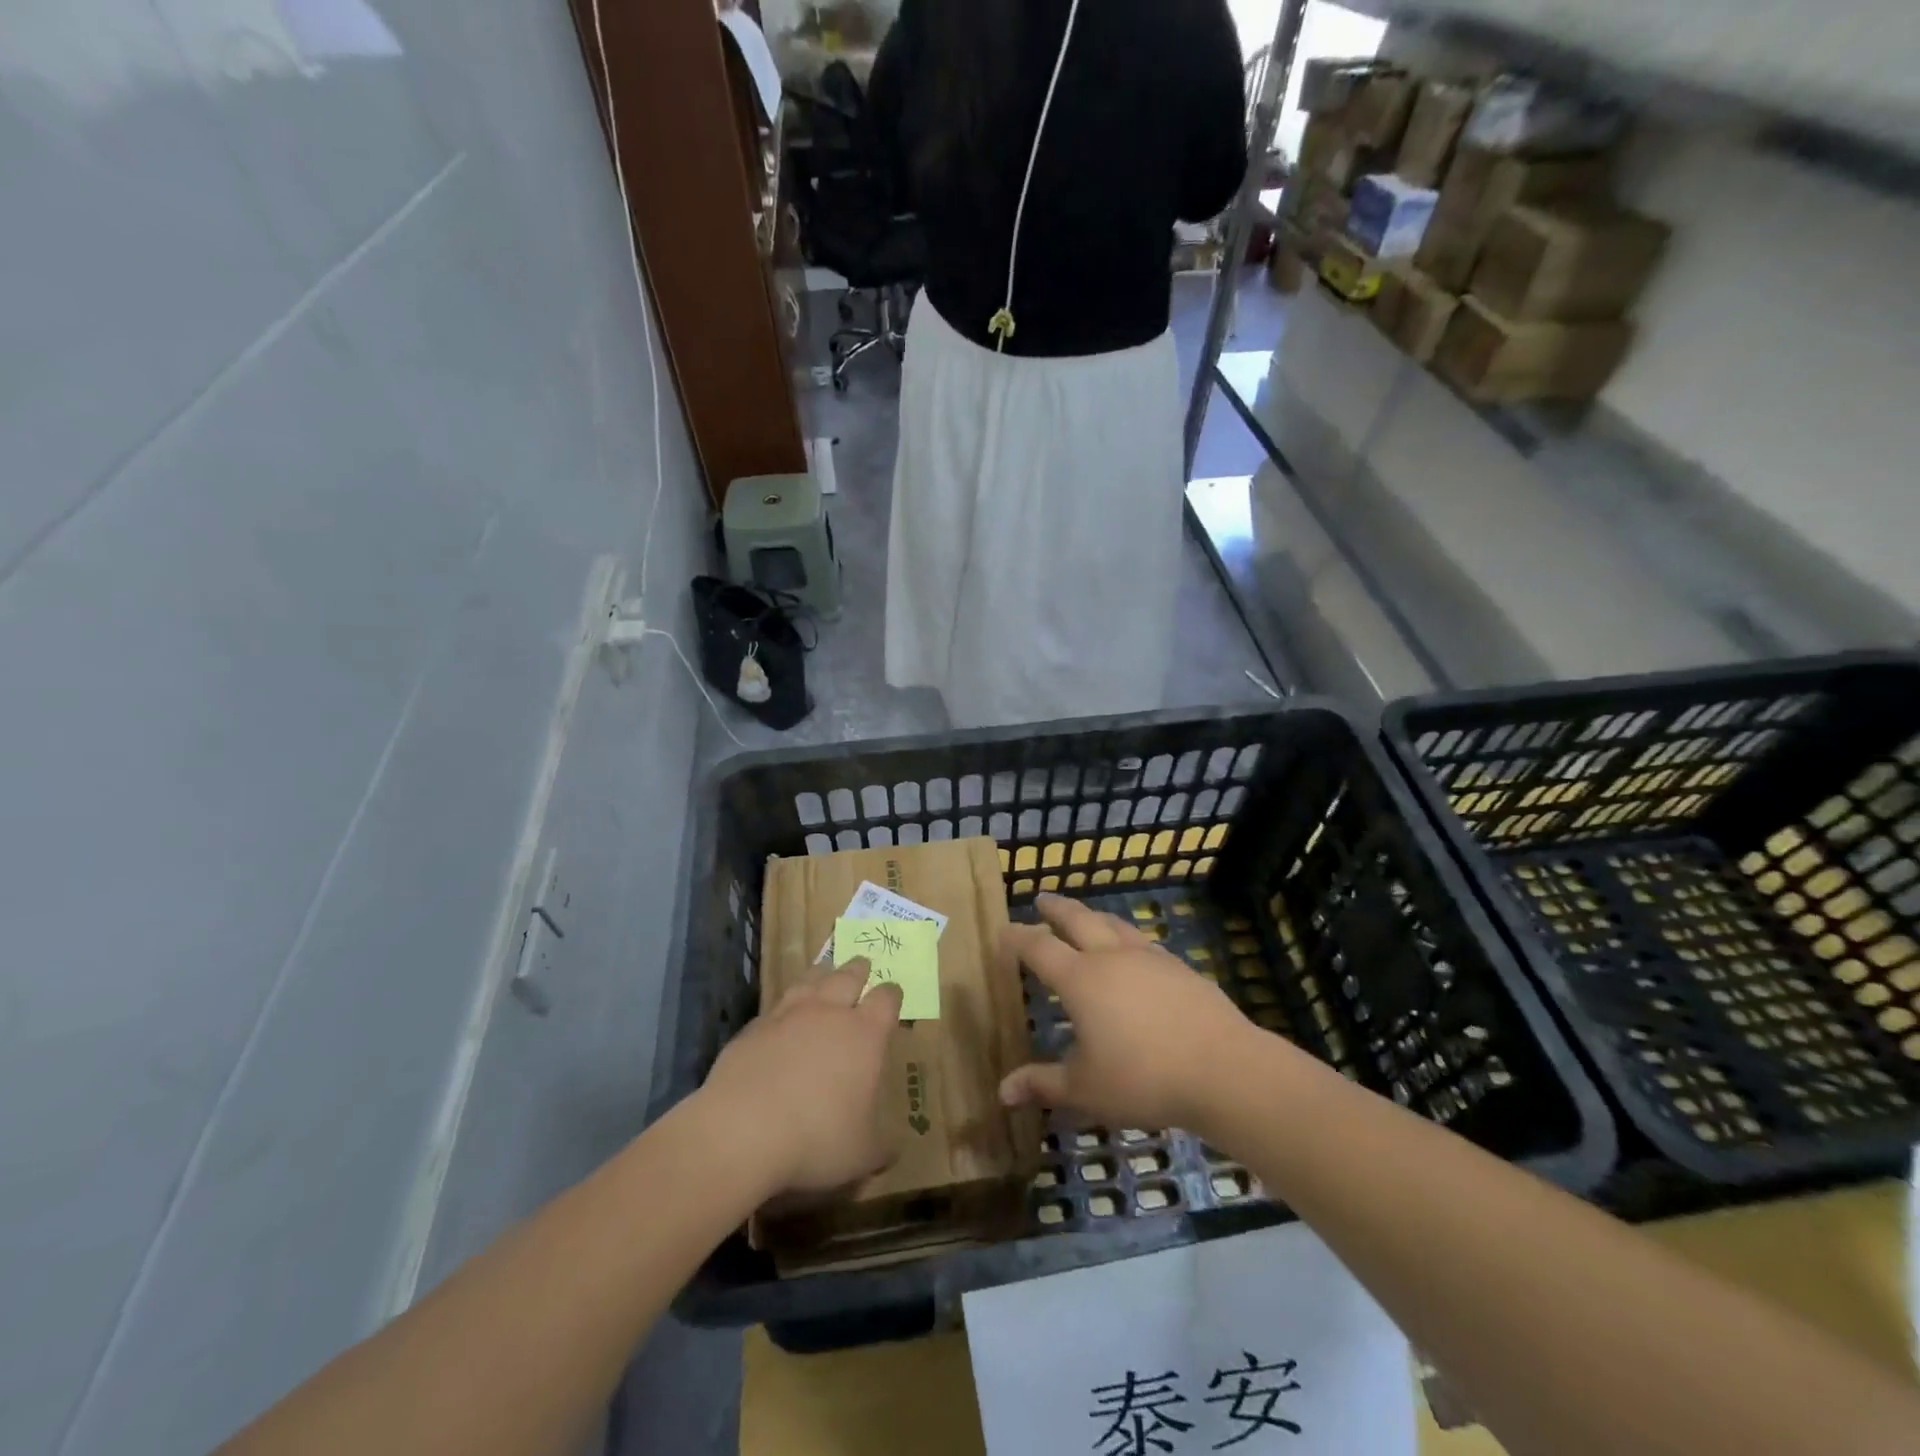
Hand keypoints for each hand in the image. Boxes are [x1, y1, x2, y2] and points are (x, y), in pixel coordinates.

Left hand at [697, 964, 903, 1197]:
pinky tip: (782, 1016)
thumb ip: (881, 1146)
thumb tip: (893, 1149)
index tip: (893, 994)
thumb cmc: (816, 1139)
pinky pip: (775, 1006)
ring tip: (825, 971)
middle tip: (863, 965)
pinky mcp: (753, 1028)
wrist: (741, 1131)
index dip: (892, 994)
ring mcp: (788, 1015)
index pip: (886, 999)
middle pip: (848, 976)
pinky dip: (785, 1006)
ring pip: (810, 980)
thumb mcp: (862, 1154)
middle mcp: (829, 1013)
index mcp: (865, 1034)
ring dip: (821, 974)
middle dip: (859, 970)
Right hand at [999, 894, 1262, 1132]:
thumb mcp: (1085, 1089)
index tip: (1004, 930)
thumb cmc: (1144, 1078)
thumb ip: (1043, 1084)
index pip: (1040, 949)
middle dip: (1056, 909)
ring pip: (1114, 924)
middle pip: (1078, 920)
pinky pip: (1143, 941)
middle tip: (1042, 899)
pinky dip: (1126, 936)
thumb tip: (1002, 1092)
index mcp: (1081, 980)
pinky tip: (1133, 949)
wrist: (1223, 1068)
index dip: (1018, 938)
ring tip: (1086, 915)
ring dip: (1093, 916)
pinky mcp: (1179, 967)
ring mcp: (1149, 958)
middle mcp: (1111, 958)